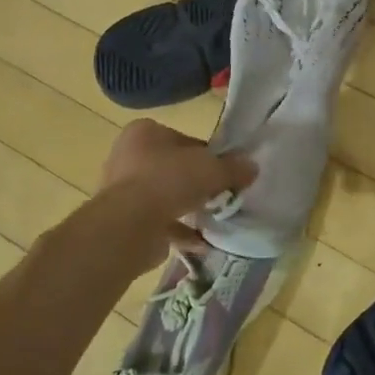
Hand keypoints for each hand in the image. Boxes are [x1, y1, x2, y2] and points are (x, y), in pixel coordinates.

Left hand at [91, 119, 256, 271]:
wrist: (129, 226)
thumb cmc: (169, 181)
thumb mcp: (212, 168)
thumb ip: (233, 167)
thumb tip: (252, 167)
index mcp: (144, 132)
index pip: (184, 139)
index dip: (208, 155)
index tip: (224, 171)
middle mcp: (128, 156)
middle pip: (173, 167)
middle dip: (196, 183)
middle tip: (219, 195)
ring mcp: (122, 190)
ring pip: (164, 196)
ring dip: (186, 207)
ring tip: (212, 218)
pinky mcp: (123, 221)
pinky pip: (158, 222)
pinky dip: (178, 231)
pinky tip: (200, 241)